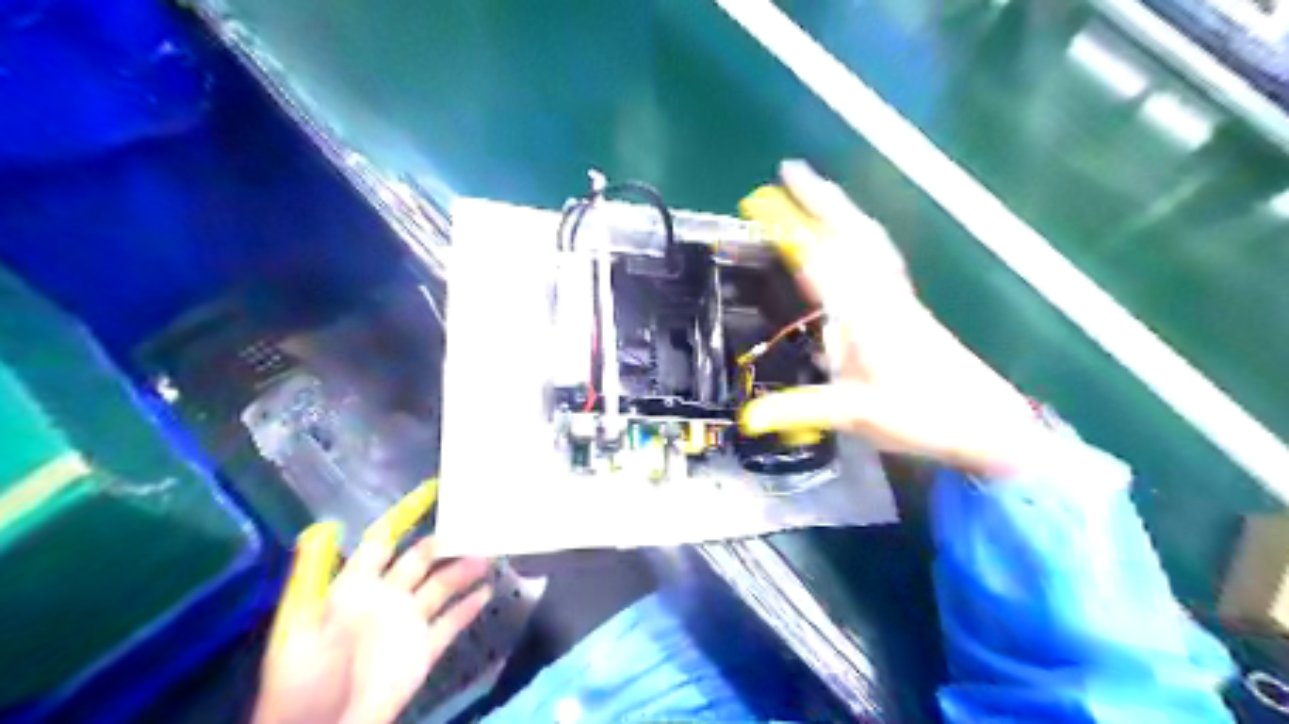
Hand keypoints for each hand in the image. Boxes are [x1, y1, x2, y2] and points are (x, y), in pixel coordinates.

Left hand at [251, 534, 492, 722]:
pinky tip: (487, 592)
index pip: (379, 546)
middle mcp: (384, 600)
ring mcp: (405, 625)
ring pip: (440, 588)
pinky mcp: (422, 652)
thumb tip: (324, 532)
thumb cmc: (303, 685)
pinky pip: (450, 624)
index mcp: (353, 590)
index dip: (400, 522)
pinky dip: (468, 609)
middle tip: (471, 527)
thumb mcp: (299, 632)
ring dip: (463, 571)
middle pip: (418, 561)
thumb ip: (315, 582)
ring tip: (487, 555)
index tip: (429, 496)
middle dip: (442, 544)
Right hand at [746, 160, 1057, 477]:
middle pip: (850, 233)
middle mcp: (882, 295)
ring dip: (841, 209)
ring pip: (869, 239)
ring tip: (818, 189)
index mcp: (864, 315)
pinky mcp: (907, 304)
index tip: (762, 201)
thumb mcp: (855, 415)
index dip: (789, 229)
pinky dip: (861, 233)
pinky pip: (880, 254)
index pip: (819, 261)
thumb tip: (747, 418)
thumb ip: (800, 410)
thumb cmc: (922, 416)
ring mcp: (898, 296)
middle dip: (819, 198)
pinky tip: (854, 234)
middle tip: (792, 169)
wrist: (985, 421)